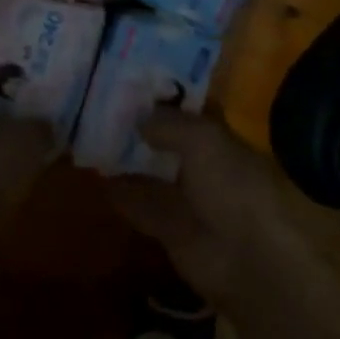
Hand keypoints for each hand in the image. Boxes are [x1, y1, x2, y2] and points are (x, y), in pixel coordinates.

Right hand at [107, 112, 306, 306]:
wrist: (248, 259)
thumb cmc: (233, 186)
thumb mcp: (203, 140)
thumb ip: (169, 123)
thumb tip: (139, 116)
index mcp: (223, 137)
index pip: (192, 107)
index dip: (167, 93)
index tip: (133, 79)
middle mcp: (205, 163)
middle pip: (169, 139)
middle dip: (142, 125)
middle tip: (102, 104)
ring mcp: (188, 197)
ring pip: (153, 171)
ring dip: (128, 159)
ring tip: (90, 136)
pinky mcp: (170, 229)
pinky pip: (141, 205)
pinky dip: (121, 194)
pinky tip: (96, 177)